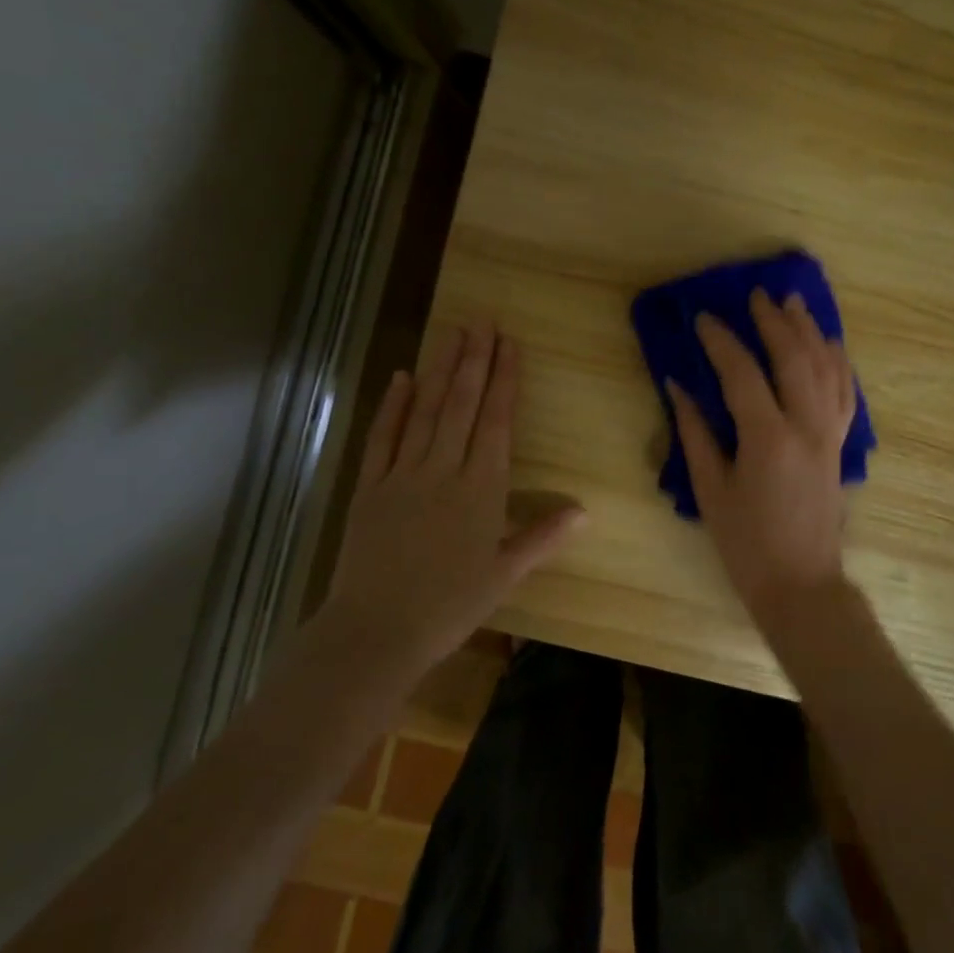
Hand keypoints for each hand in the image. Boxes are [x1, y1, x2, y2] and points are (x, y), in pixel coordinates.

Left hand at [323, 324, 583, 670]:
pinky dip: (393, 405)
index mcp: (481, 489)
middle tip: (482, 321)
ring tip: (452, 334)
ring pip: (426, 411)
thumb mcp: (505, 575)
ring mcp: (402, 474)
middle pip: (461, 405)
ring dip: (440, 370)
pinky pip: (382, 437)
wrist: (376, 631)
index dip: (504, 380)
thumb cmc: (450, 606)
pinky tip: (402, 376)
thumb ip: (542, 536)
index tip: (509, 344)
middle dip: (474, 360)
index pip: (496, 422)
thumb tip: (584, 510)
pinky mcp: (369, 486)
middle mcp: (443, 470)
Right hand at [667, 288, 856, 623]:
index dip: (721, 342)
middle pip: (795, 358)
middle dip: (773, 322)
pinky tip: (830, 344)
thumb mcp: (710, 490)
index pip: (743, 374)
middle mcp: (806, 427)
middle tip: (755, 296)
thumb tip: (677, 387)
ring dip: (810, 331)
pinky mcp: (839, 445)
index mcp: (768, 439)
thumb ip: (694, 433)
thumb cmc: (746, 543)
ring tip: (793, 303)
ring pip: (827, 368)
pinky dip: (838, 362)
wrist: (801, 583)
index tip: (703, 318)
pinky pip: (845, 392)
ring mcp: (829, 435)